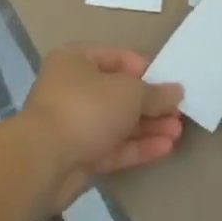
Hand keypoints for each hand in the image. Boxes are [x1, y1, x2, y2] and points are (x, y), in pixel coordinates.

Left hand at [20, 45, 183, 212]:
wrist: (44, 162)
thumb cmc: (87, 108)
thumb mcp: (129, 93)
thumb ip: (155, 93)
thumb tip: (176, 91)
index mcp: (77, 60)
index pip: (118, 58)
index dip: (145, 70)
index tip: (168, 83)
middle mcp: (73, 88)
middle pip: (119, 93)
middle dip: (150, 104)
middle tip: (178, 113)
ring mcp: (74, 124)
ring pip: (117, 122)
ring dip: (148, 127)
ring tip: (177, 132)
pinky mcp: (78, 156)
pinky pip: (112, 147)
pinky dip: (137, 146)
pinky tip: (165, 148)